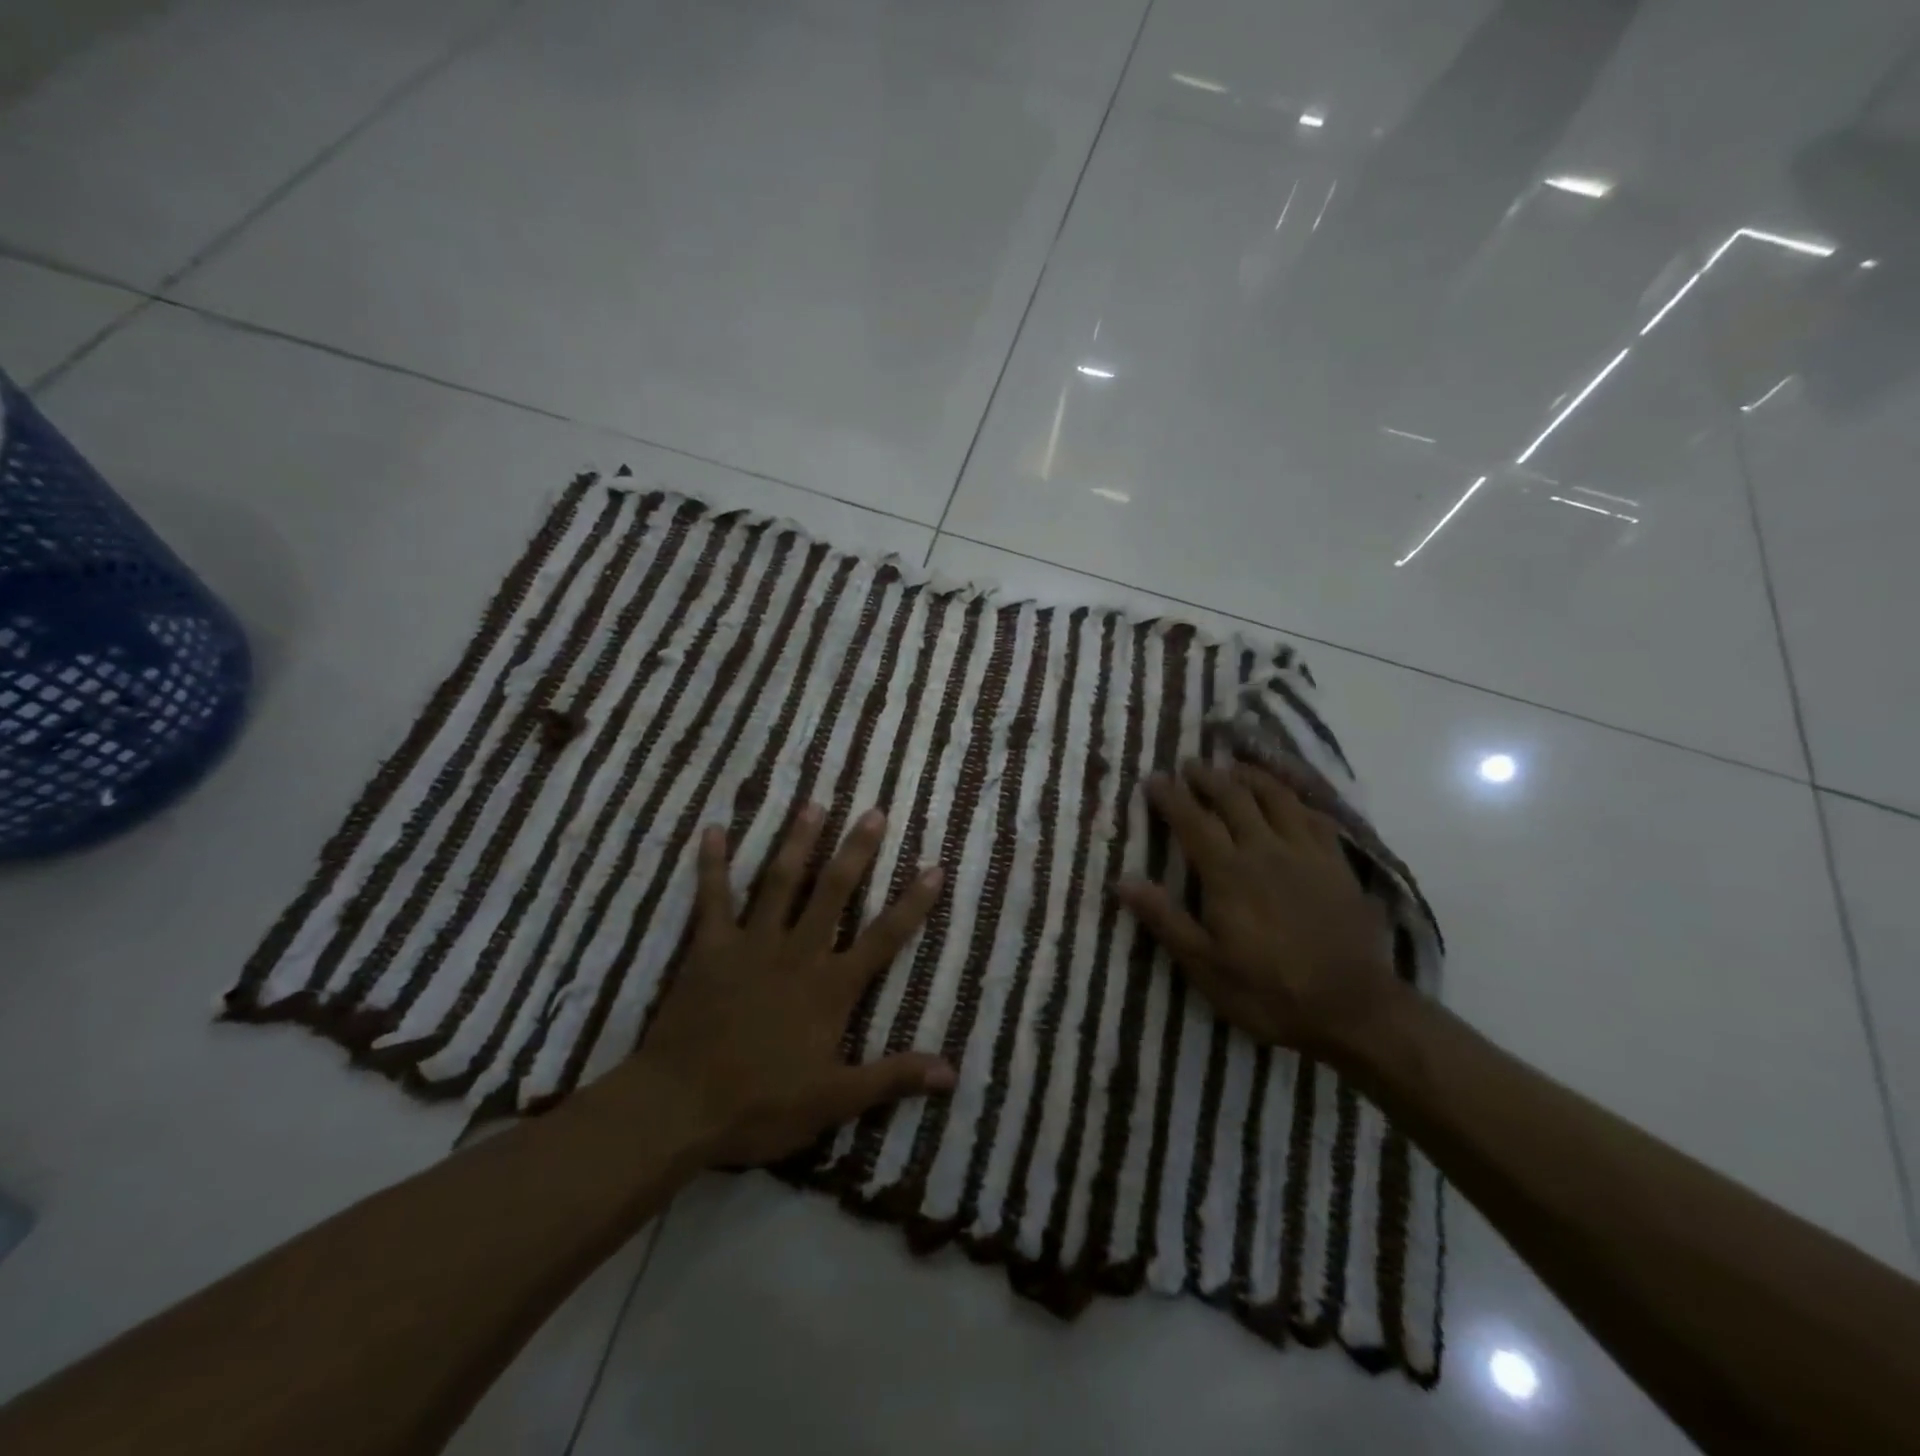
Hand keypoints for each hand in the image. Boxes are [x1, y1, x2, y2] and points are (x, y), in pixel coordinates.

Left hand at [634, 803, 954, 1167]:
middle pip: (833, 893)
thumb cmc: (760, 1105)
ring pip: (779, 883)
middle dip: (856, 851)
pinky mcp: (708, 948)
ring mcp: (750, 945)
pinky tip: (712, 829)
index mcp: (831, 987)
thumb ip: (892, 1077)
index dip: (912, 904)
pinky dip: (711, 865)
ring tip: (813, 804)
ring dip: (797, 842)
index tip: (933, 867)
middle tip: (872, 812)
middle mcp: (797, 953)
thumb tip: (952, 1073)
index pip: (884, 937)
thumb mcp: (834, 1100)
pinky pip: (712, 898)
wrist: (679, 1107)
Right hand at [1115, 759, 1400, 1057]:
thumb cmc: (1270, 991)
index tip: (1153, 779)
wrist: (1354, 1009)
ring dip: (1251, 776)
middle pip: (1234, 798)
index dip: (1171, 797)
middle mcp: (1265, 850)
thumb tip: (1123, 881)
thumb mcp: (1205, 966)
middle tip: (1190, 764)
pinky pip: (1315, 815)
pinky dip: (1296, 797)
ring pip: (1276, 797)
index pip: (1193, 821)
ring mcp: (1306, 853)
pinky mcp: (1337, 863)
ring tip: (1234, 767)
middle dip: (1208, 777)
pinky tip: (1289, 796)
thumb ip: (1165, 919)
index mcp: (1229, 874)